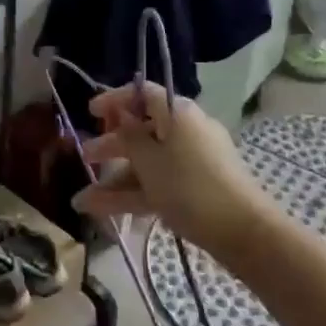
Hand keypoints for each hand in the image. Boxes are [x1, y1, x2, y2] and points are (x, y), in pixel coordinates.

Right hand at [72, 81, 263, 256]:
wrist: (242, 232)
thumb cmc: (188, 186)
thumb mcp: (148, 159)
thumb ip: (128, 134)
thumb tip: (122, 113)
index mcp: (177, 113)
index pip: (142, 94)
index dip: (114, 100)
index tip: (90, 112)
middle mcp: (186, 130)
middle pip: (142, 131)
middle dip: (110, 145)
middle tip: (85, 157)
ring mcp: (193, 161)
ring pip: (148, 163)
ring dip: (115, 179)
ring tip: (83, 201)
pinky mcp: (197, 188)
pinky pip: (159, 183)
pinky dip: (134, 194)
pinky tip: (104, 213)